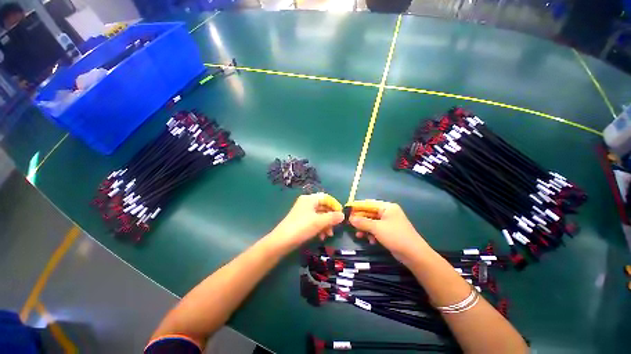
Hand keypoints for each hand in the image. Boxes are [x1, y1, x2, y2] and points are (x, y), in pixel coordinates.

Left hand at [268, 193, 344, 250]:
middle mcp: (307, 203)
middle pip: (323, 207)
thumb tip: (343, 215)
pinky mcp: (301, 221)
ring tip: (328, 235)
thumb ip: (332, 217)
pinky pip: (314, 221)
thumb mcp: (319, 222)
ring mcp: (303, 212)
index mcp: (310, 199)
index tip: (341, 216)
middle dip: (330, 218)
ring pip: (319, 215)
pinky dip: (319, 227)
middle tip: (335, 228)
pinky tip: (321, 237)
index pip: (326, 198)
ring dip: (326, 224)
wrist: (282, 241)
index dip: (335, 205)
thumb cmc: (302, 227)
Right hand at [347, 200, 432, 262]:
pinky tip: (369, 240)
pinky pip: (376, 229)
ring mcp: (388, 222)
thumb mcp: (377, 228)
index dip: (357, 207)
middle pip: (369, 213)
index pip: (368, 204)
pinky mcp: (389, 232)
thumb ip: (362, 222)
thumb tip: (350, 218)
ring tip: (358, 235)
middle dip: (360, 220)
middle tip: (349, 225)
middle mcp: (387, 212)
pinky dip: (371, 234)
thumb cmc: (395, 236)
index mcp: (387, 207)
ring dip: (365, 228)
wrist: (414, 255)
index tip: (346, 210)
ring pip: (372, 222)